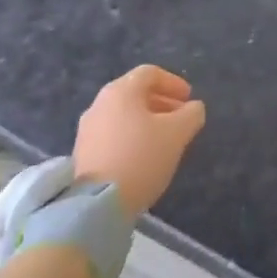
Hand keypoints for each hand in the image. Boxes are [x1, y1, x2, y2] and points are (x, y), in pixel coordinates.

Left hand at [72, 65, 205, 215]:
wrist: (97, 205)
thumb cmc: (141, 157)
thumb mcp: (177, 134)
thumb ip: (191, 114)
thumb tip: (193, 108)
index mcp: (121, 91)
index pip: (150, 73)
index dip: (173, 82)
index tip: (189, 99)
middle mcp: (100, 103)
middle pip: (135, 93)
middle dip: (161, 102)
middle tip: (180, 119)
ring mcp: (87, 129)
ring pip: (123, 115)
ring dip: (146, 121)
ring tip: (164, 140)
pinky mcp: (82, 154)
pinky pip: (112, 134)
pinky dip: (131, 137)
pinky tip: (143, 157)